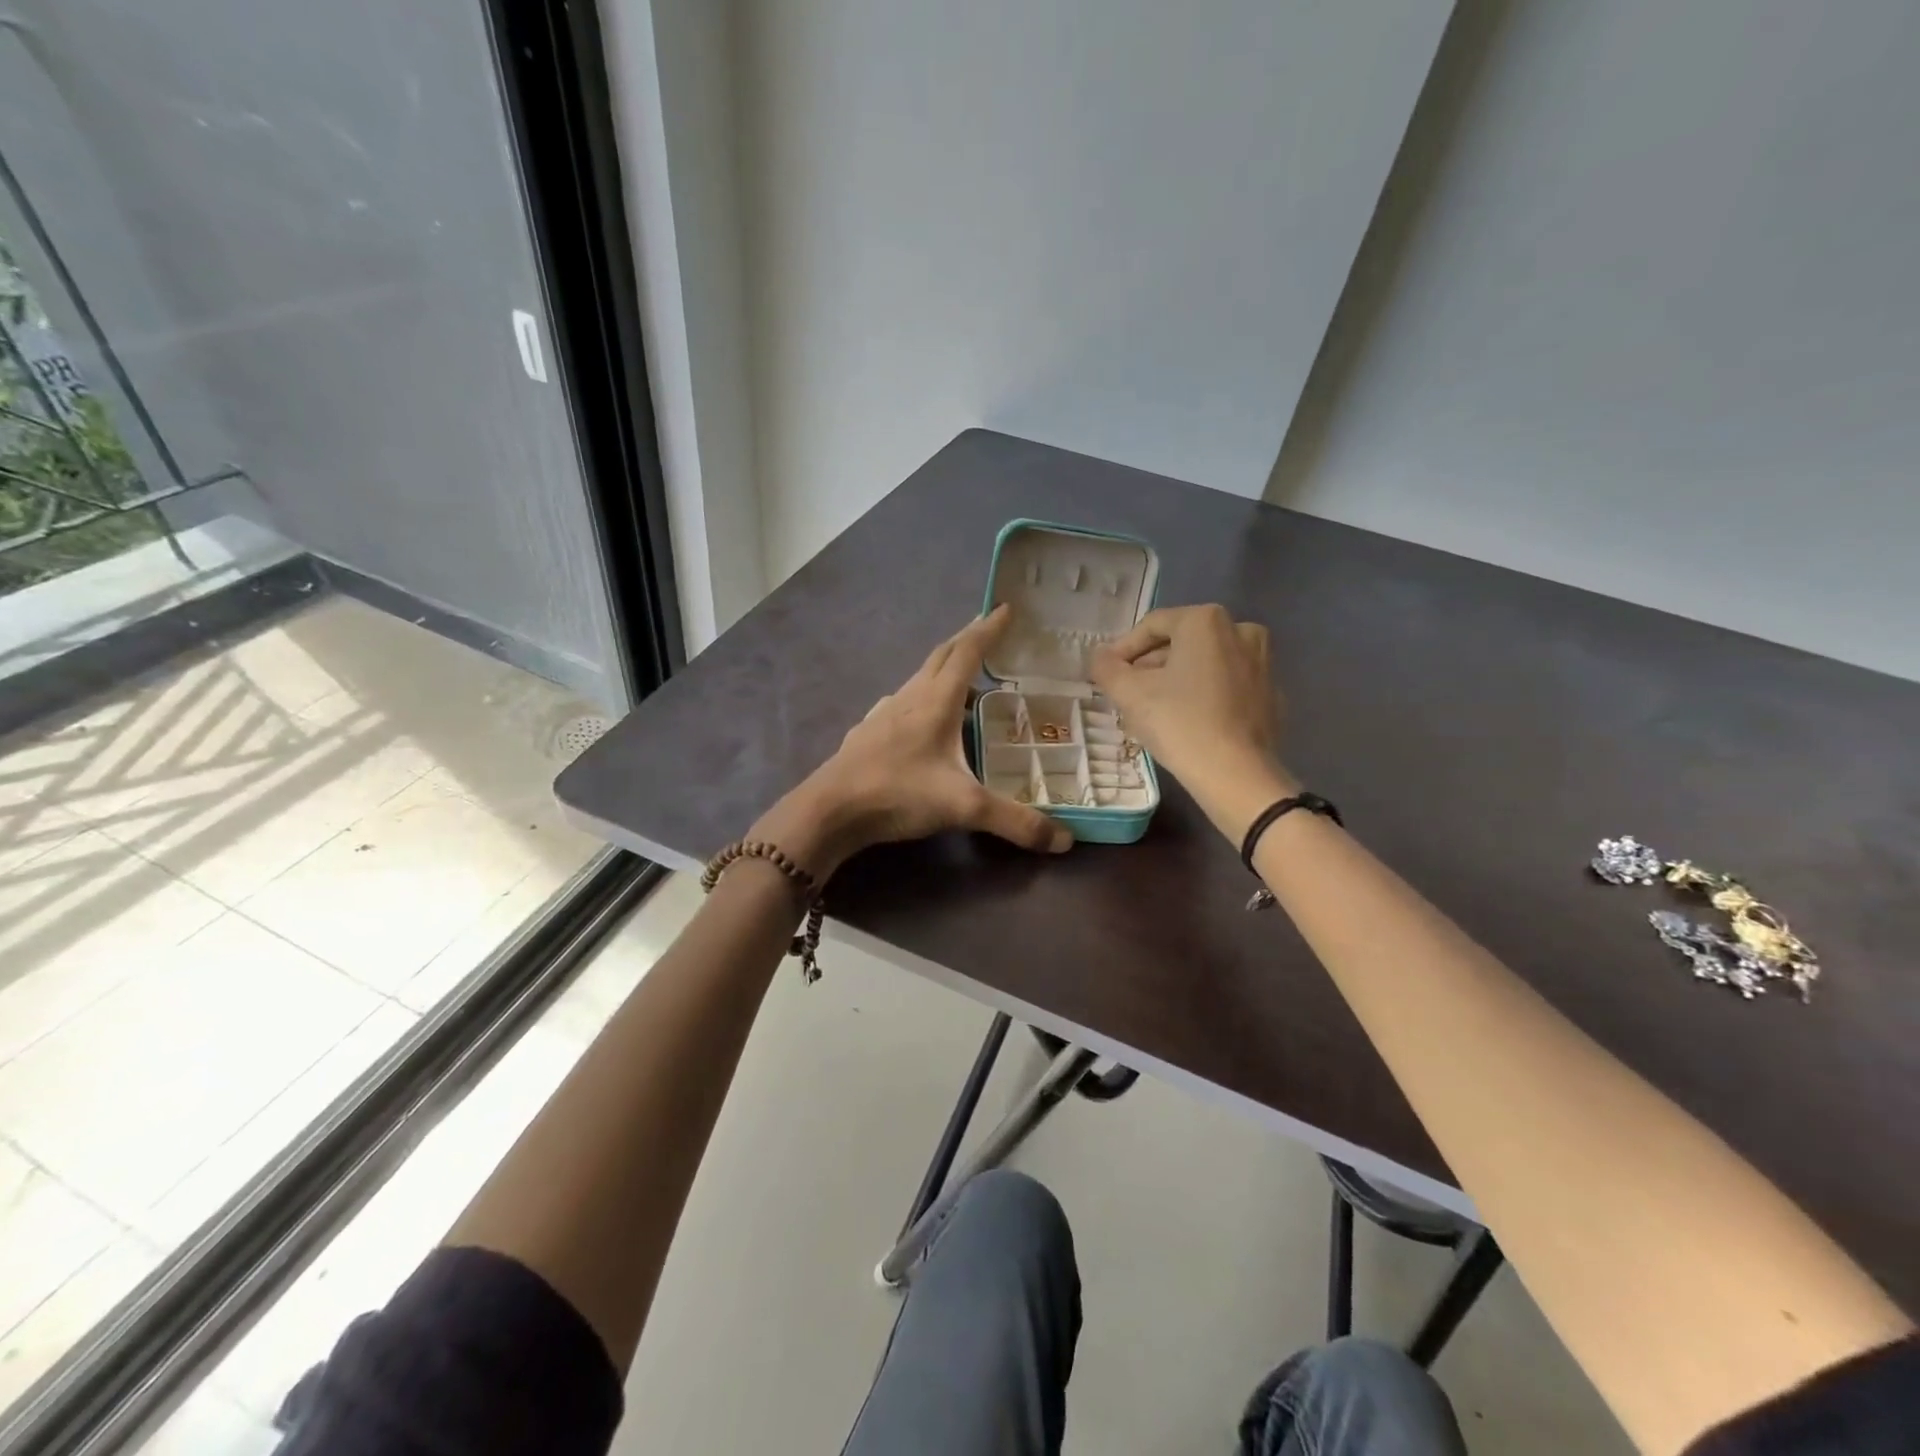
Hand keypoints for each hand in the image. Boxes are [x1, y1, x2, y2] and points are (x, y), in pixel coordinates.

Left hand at [755, 605, 1073, 875]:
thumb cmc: (898, 794)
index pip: (968, 652)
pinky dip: (920, 698)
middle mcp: (909, 698)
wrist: (829, 811)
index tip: (1007, 607)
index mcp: (936, 701)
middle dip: (967, 639)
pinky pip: (900, 703)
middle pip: (941, 656)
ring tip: (964, 678)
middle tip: (988, 629)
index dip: (989, 629)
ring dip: (943, 669)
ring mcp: (883, 714)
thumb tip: (1065, 841)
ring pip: (918, 678)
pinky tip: (919, 716)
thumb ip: (1015, 822)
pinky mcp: (867, 733)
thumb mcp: (964, 807)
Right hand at [1090, 605, 1295, 833]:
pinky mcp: (1272, 695)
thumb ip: (1107, 668)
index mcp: (1206, 621)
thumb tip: (1100, 657)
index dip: (1123, 649)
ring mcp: (1263, 663)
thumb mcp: (1129, 694)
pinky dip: (1205, 695)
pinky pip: (1227, 685)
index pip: (1152, 626)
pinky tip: (1188, 721)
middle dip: (1151, 665)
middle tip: (1127, 692)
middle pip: (1181, 642)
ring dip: (1176, 679)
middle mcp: (1241, 631)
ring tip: (1154, 708)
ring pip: (1206, 663)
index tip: (1107, 674)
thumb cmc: (1179, 723)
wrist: (1236, 774)